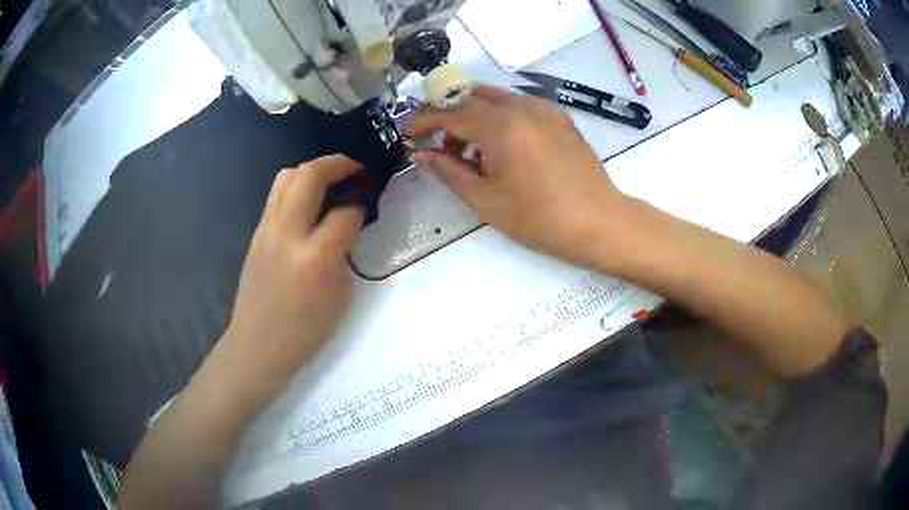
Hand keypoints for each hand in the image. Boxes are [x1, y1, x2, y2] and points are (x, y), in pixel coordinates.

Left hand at [221, 155, 363, 389]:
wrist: (257, 345)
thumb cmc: (304, 331)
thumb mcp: (340, 296)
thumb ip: (345, 253)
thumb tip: (346, 226)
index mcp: (315, 256)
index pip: (345, 212)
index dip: (362, 205)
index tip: (369, 203)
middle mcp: (287, 233)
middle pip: (310, 175)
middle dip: (337, 164)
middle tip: (354, 169)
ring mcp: (266, 229)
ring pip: (287, 176)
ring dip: (312, 171)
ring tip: (329, 181)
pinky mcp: (256, 233)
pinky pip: (277, 196)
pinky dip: (296, 188)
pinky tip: (308, 205)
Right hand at [411, 86, 624, 267]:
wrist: (599, 221)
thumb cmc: (541, 219)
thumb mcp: (486, 201)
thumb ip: (449, 171)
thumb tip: (422, 154)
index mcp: (502, 128)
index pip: (450, 111)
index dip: (424, 120)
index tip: (409, 133)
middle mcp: (522, 107)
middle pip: (471, 95)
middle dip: (448, 114)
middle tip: (438, 144)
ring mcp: (543, 107)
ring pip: (494, 97)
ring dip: (473, 115)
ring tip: (471, 152)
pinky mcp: (557, 115)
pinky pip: (517, 104)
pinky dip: (498, 116)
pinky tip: (501, 147)